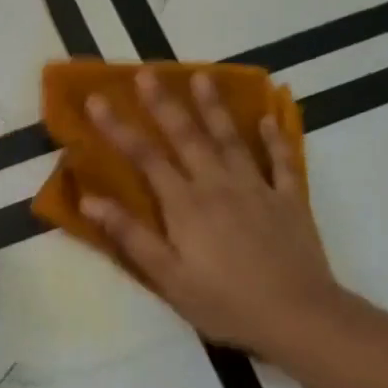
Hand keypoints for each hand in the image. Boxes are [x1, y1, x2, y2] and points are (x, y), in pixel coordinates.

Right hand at [79, 70, 339, 362]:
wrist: (298, 316)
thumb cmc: (225, 302)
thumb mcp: (168, 278)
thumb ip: (130, 235)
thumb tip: (89, 200)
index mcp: (185, 205)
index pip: (145, 157)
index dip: (118, 127)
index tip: (96, 99)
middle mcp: (218, 185)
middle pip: (186, 136)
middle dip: (163, 103)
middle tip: (146, 72)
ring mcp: (257, 188)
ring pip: (231, 138)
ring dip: (214, 107)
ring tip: (202, 76)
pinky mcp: (288, 199)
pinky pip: (281, 161)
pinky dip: (275, 138)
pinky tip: (268, 119)